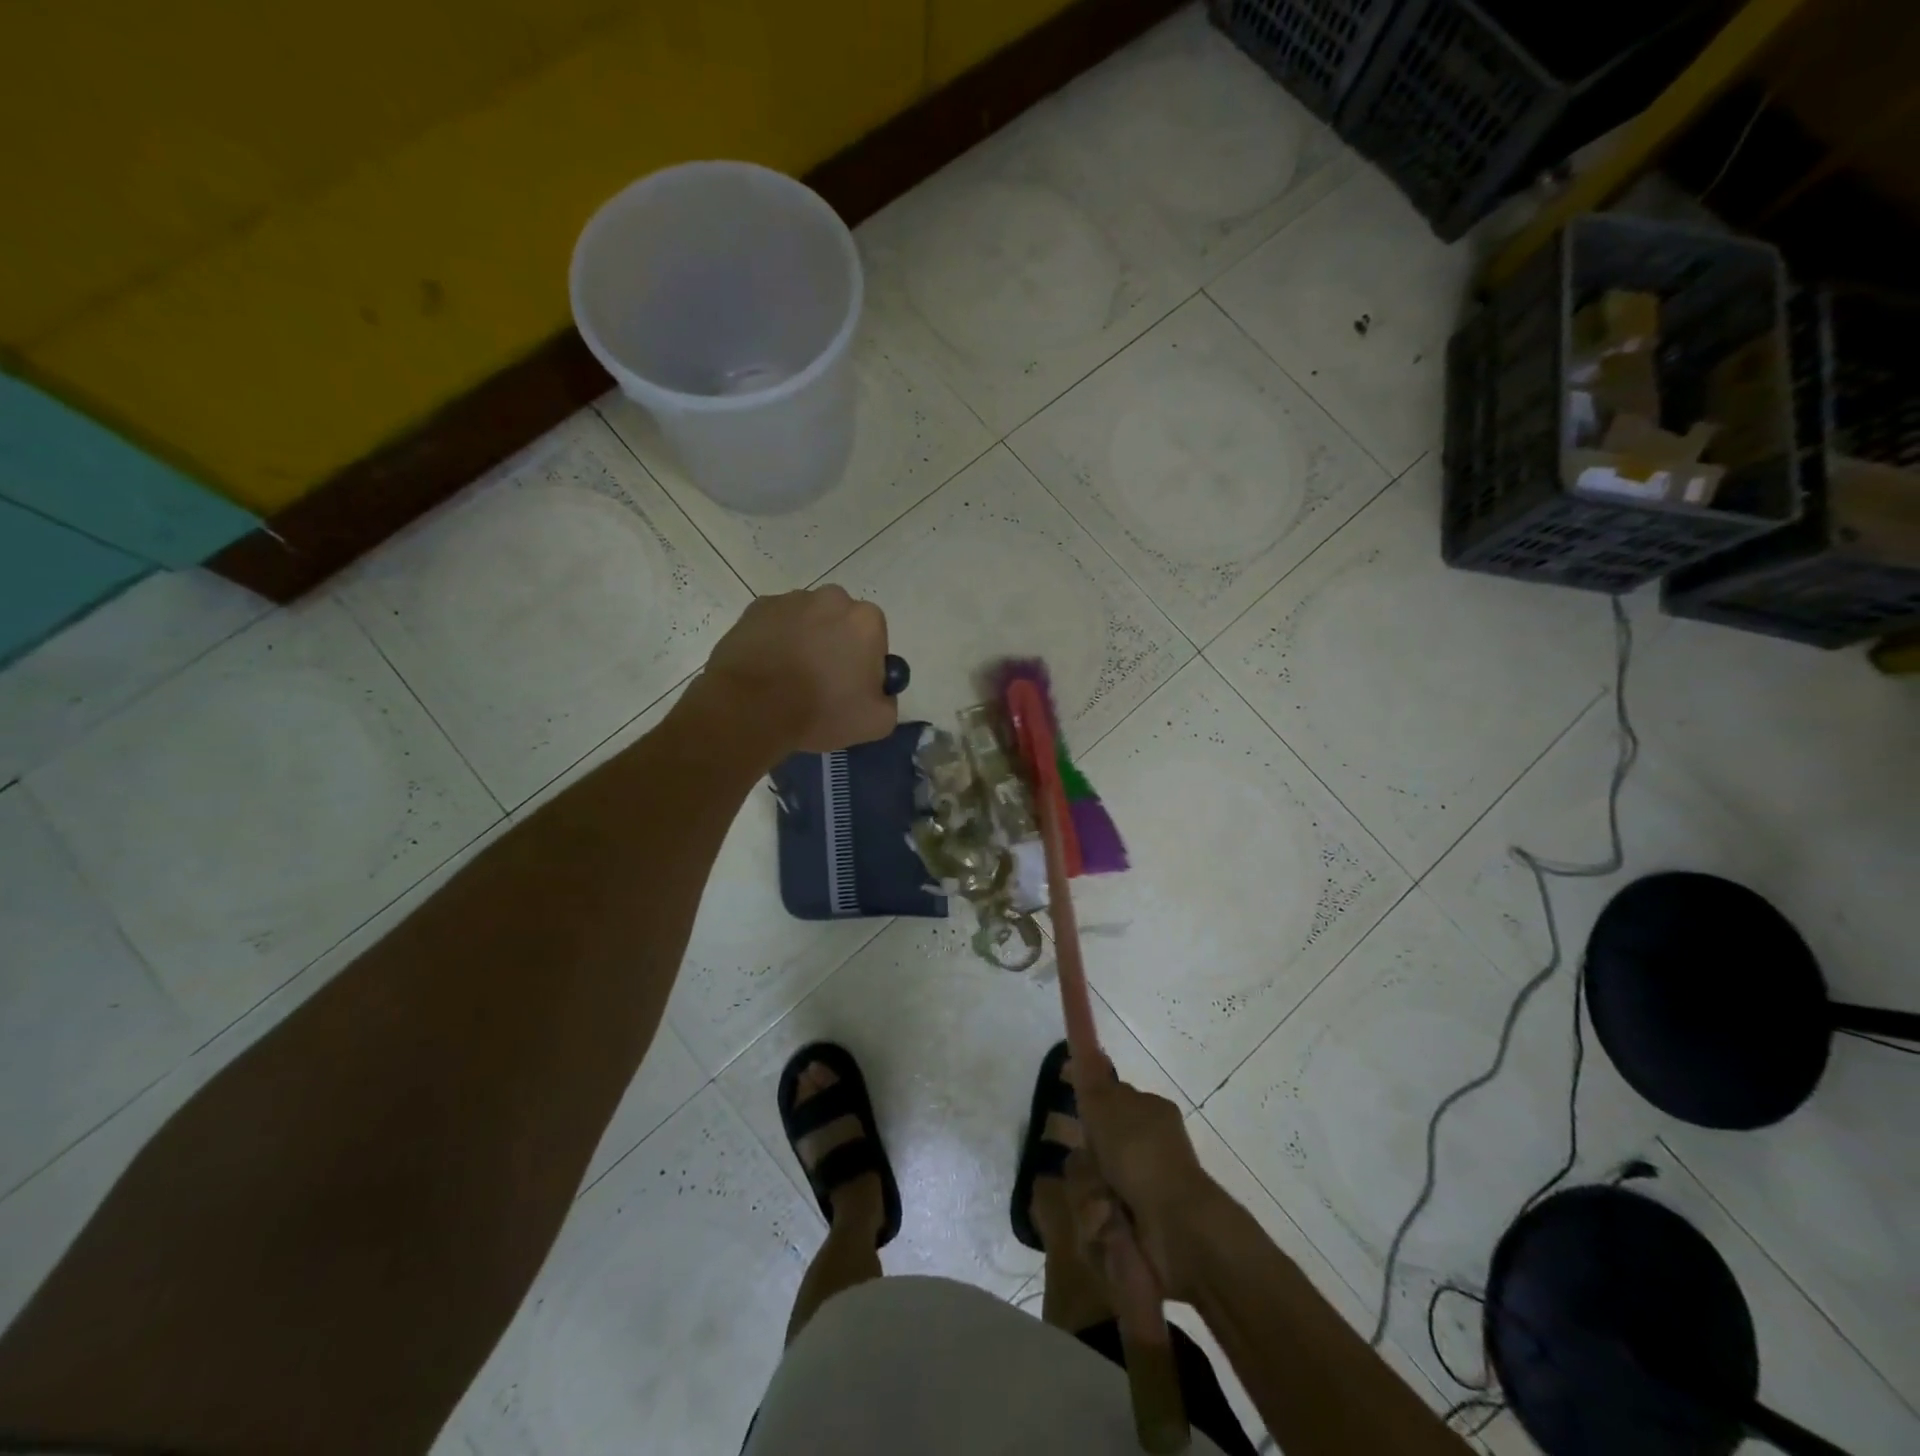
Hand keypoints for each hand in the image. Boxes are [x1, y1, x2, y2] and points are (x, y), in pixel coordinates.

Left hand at [698, 586, 897, 755]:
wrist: (752, 707)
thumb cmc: (821, 711)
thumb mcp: (877, 722)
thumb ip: (888, 700)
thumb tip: (880, 692)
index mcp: (866, 620)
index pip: (875, 639)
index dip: (865, 665)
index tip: (851, 688)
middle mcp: (832, 598)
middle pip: (841, 623)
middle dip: (836, 645)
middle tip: (821, 682)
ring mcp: (791, 600)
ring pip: (807, 621)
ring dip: (805, 641)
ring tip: (788, 678)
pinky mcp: (756, 608)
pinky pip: (776, 624)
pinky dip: (775, 640)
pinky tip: (767, 669)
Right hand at [1063, 1059, 1226, 1302]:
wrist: (1177, 1227)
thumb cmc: (1141, 1154)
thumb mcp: (1106, 1104)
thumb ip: (1089, 1075)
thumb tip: (1084, 1039)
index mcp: (1147, 1112)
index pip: (1105, 1105)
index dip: (1088, 1117)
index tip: (1077, 1127)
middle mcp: (1146, 1148)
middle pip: (1091, 1150)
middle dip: (1084, 1165)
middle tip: (1095, 1170)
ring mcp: (1142, 1191)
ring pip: (1090, 1187)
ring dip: (1090, 1196)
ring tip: (1105, 1205)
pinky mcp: (1134, 1230)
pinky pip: (1097, 1225)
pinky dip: (1099, 1228)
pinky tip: (1111, 1227)